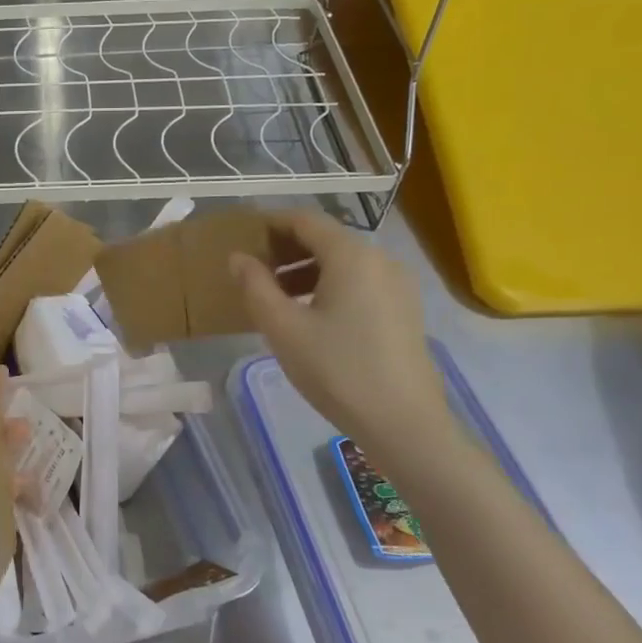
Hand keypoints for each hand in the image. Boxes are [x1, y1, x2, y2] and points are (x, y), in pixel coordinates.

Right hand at [229, 211, 452, 457]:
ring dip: (304, 269)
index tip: (241, 236)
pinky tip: (308, 314)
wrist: (404, 423)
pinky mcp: (403, 309)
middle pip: (326, 238)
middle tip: (251, 269)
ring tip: (273, 295)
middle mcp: (379, 259)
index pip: (304, 220)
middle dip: (285, 248)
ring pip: (342, 261)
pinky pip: (359, 282)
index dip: (270, 223)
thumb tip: (238, 257)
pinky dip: (328, 285)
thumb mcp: (283, 329)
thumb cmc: (337, 370)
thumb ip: (255, 286)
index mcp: (351, 255)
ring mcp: (397, 285)